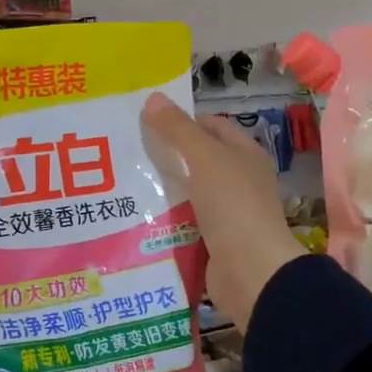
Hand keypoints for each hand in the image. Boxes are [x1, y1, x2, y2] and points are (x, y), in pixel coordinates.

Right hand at [142, 93, 305, 332]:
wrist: (251, 273)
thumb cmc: (233, 205)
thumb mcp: (204, 158)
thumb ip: (178, 129)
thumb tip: (153, 97)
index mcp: (244, 154)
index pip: (210, 126)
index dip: (181, 120)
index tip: (144, 122)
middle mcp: (238, 180)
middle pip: (196, 160)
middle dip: (164, 156)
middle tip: (124, 151)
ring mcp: (226, 213)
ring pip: (186, 193)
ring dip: (160, 189)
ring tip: (120, 183)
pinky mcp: (212, 241)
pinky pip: (182, 223)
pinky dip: (163, 219)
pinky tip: (135, 216)